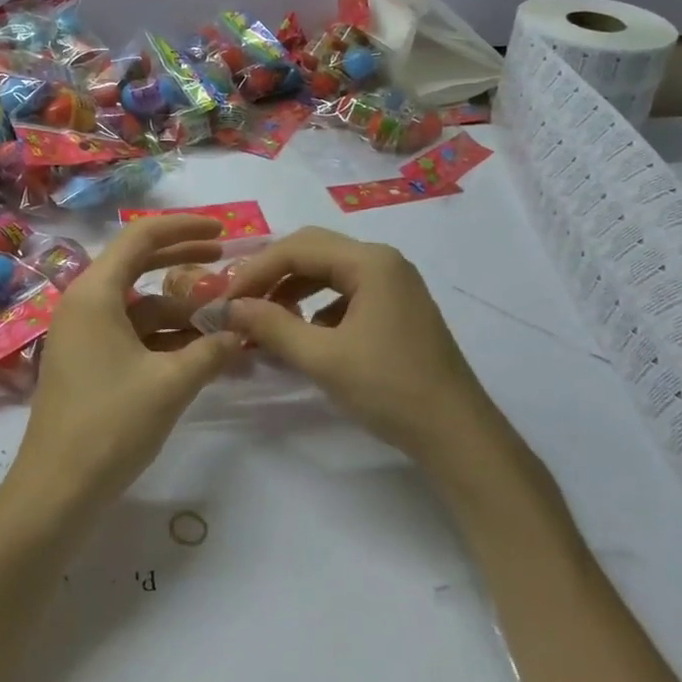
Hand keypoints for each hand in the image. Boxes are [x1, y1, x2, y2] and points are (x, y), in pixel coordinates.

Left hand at [7, 215, 241, 519]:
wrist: (57, 491)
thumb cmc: (110, 424)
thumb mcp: (171, 383)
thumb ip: (211, 350)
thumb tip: (240, 332)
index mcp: (94, 293)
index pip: (140, 239)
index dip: (183, 229)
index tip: (222, 230)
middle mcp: (84, 304)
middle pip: (137, 266)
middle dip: (183, 263)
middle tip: (225, 261)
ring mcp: (83, 335)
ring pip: (138, 307)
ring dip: (179, 311)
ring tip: (224, 320)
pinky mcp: (87, 363)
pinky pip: (131, 335)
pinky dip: (164, 338)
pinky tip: (200, 353)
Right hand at [220, 227, 497, 466]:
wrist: (457, 434)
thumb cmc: (390, 388)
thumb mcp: (323, 358)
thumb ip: (273, 326)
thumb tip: (230, 307)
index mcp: (370, 262)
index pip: (298, 248)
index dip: (256, 270)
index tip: (225, 299)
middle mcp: (383, 262)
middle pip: (313, 250)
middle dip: (273, 273)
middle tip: (241, 301)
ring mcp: (394, 284)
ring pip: (329, 271)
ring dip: (293, 288)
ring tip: (264, 318)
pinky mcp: (397, 309)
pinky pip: (346, 292)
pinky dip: (317, 305)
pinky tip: (304, 334)